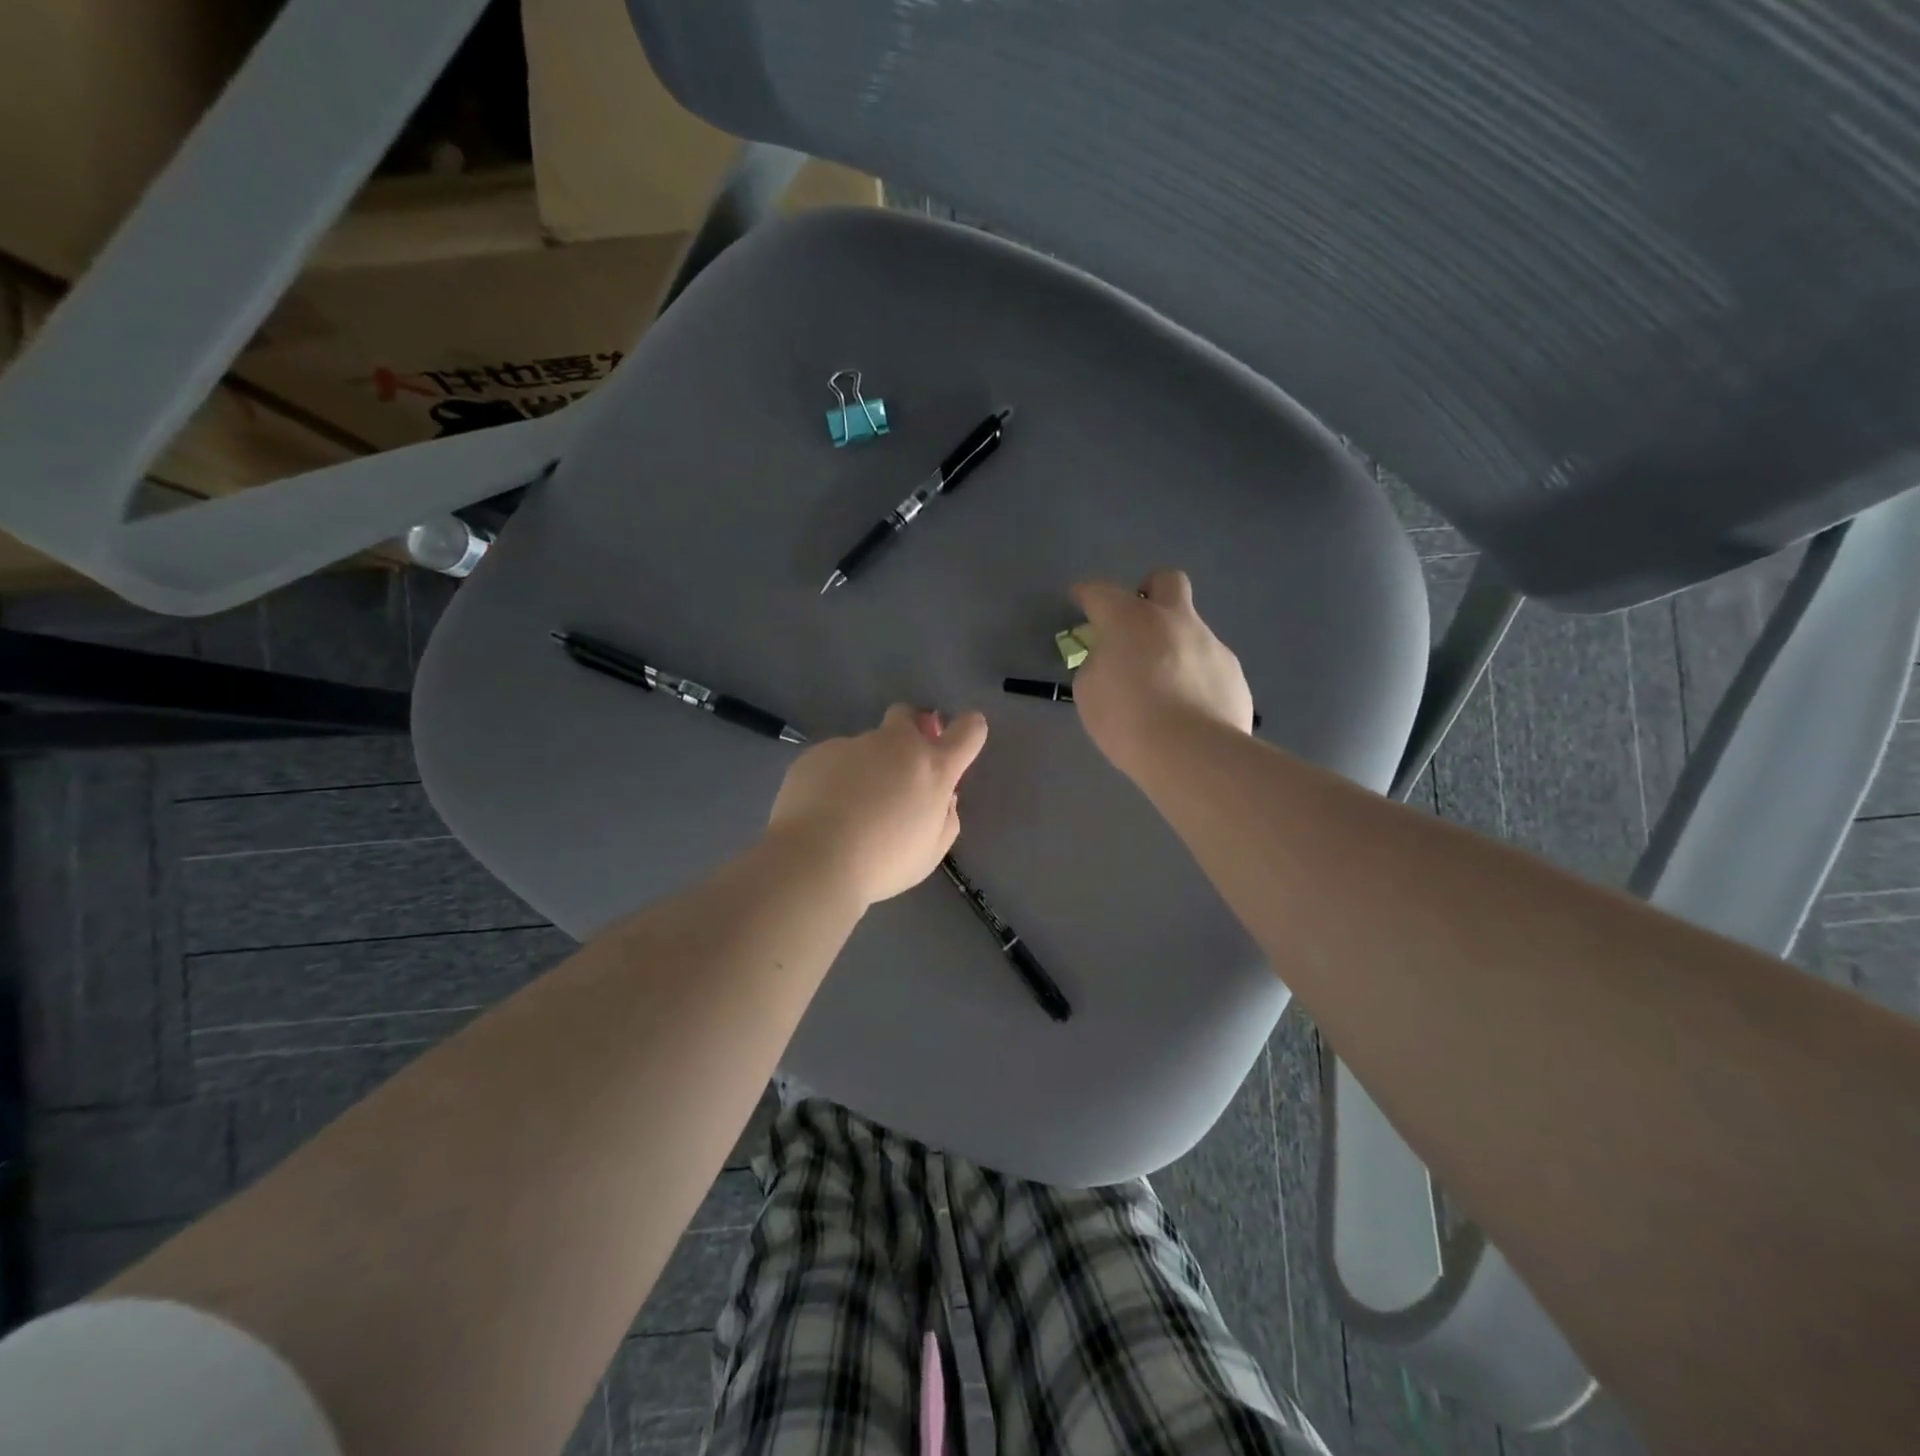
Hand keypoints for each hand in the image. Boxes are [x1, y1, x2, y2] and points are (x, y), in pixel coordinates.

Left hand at [768, 705, 988, 906]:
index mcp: (933, 768)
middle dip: (910, 729)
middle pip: (908, 715)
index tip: (963, 738)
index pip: (967, 731)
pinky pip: (834, 759)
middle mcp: (895, 745)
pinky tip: (823, 808)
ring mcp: (853, 744)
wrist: (814, 859)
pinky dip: (835, 777)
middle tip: (900, 767)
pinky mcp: (817, 753)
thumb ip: (945, 818)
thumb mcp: (931, 852)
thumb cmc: (883, 862)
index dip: (970, 729)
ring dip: (867, 765)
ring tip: (849, 806)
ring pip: (866, 744)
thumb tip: (943, 798)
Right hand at [1069, 569, 1253, 778]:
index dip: (1087, 593)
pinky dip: (1195, 678)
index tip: (1080, 599)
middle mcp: (1174, 620)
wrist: (1192, 753)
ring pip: (1191, 629)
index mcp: (1130, 620)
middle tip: (1136, 624)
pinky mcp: (1234, 673)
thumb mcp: (1089, 693)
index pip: (1101, 592)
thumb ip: (1098, 665)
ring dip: (1174, 646)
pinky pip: (1208, 665)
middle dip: (1149, 592)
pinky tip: (1188, 709)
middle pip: (1166, 581)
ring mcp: (1210, 644)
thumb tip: (1112, 659)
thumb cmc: (1127, 719)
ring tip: (1163, 688)